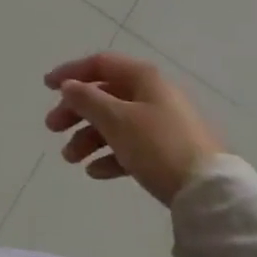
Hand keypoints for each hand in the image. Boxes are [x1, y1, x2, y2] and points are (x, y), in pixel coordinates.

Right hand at [42, 53, 223, 205]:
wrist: (209, 192)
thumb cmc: (157, 146)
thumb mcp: (115, 119)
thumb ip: (87, 99)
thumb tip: (69, 86)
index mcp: (143, 78)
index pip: (100, 64)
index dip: (70, 72)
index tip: (46, 87)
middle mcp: (153, 95)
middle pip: (104, 95)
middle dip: (75, 112)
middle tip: (52, 129)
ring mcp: (163, 125)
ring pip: (115, 123)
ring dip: (88, 138)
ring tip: (71, 159)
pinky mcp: (169, 153)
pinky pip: (131, 147)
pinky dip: (110, 156)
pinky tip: (96, 172)